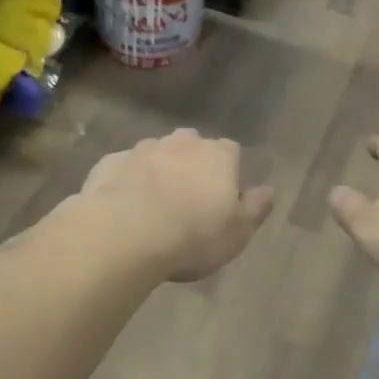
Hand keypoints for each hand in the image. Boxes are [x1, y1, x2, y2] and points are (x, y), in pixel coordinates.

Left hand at [78, 129, 273, 282]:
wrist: (124, 234)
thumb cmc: (192, 236)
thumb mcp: (238, 233)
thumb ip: (256, 208)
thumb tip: (268, 190)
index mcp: (217, 155)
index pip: (230, 152)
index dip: (227, 173)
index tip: (221, 199)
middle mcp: (181, 142)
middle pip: (192, 146)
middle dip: (190, 165)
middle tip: (186, 200)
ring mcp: (142, 149)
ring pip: (156, 155)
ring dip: (157, 172)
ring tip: (152, 206)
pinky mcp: (110, 162)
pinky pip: (124, 169)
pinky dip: (127, 182)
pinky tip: (123, 208)